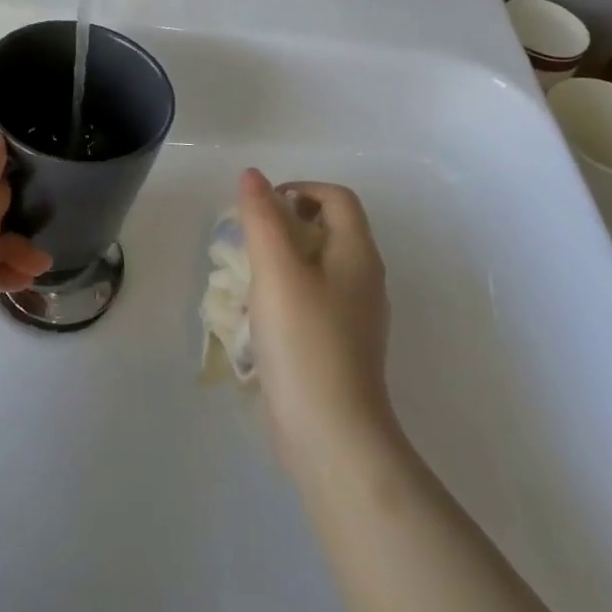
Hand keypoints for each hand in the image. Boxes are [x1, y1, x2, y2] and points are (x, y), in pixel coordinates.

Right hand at [239, 169, 394, 469]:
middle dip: (284, 224)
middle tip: (248, 242)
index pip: (337, 198)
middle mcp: (363, 279)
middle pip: (327, 229)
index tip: (261, 208)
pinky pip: (312, 300)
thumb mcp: (276, 271)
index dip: (299, 189)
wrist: (332, 436)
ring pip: (316, 266)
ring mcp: (354, 317)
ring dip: (281, 260)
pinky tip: (260, 317)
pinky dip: (285, 293)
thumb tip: (253, 175)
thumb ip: (262, 218)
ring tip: (248, 278)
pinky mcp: (338, 346)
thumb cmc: (305, 342)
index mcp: (357, 254)